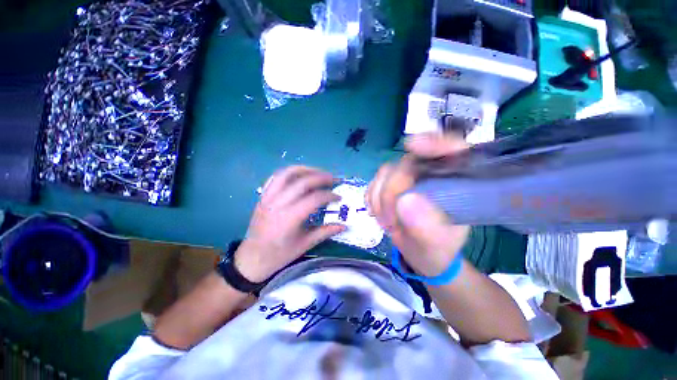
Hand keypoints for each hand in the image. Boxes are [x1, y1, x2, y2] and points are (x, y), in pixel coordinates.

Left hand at [235, 166, 345, 281]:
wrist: (252, 258)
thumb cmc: (280, 255)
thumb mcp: (305, 245)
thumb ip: (325, 232)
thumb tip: (344, 226)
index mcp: (289, 218)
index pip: (314, 199)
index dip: (329, 196)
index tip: (338, 197)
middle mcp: (278, 204)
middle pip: (302, 182)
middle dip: (321, 177)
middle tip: (333, 179)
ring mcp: (268, 198)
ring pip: (287, 174)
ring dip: (305, 169)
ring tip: (318, 172)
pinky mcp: (262, 196)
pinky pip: (275, 177)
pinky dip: (289, 173)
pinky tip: (299, 175)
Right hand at [366, 132, 469, 276]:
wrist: (420, 253)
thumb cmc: (436, 250)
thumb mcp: (436, 246)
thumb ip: (426, 228)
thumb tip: (404, 201)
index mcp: (454, 183)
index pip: (451, 149)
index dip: (433, 142)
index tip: (412, 145)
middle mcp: (430, 174)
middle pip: (406, 164)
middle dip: (391, 192)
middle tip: (390, 222)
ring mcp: (408, 178)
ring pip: (385, 173)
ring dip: (379, 199)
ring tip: (387, 224)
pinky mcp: (390, 184)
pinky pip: (374, 183)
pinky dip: (372, 199)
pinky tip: (377, 214)